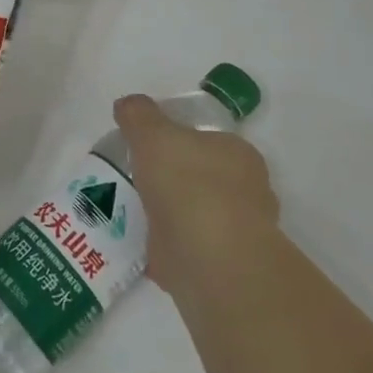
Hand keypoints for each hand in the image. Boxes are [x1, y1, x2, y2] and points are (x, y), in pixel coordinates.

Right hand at [113, 94, 279, 294]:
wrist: (211, 260)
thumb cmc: (188, 184)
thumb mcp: (153, 134)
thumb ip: (138, 115)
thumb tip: (127, 105)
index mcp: (237, 153)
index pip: (206, 139)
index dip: (177, 140)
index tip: (147, 147)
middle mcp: (245, 191)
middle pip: (201, 176)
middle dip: (173, 179)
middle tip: (136, 179)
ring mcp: (235, 233)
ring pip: (195, 215)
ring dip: (169, 215)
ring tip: (130, 212)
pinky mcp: (220, 268)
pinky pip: (185, 249)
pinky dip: (164, 247)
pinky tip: (137, 243)